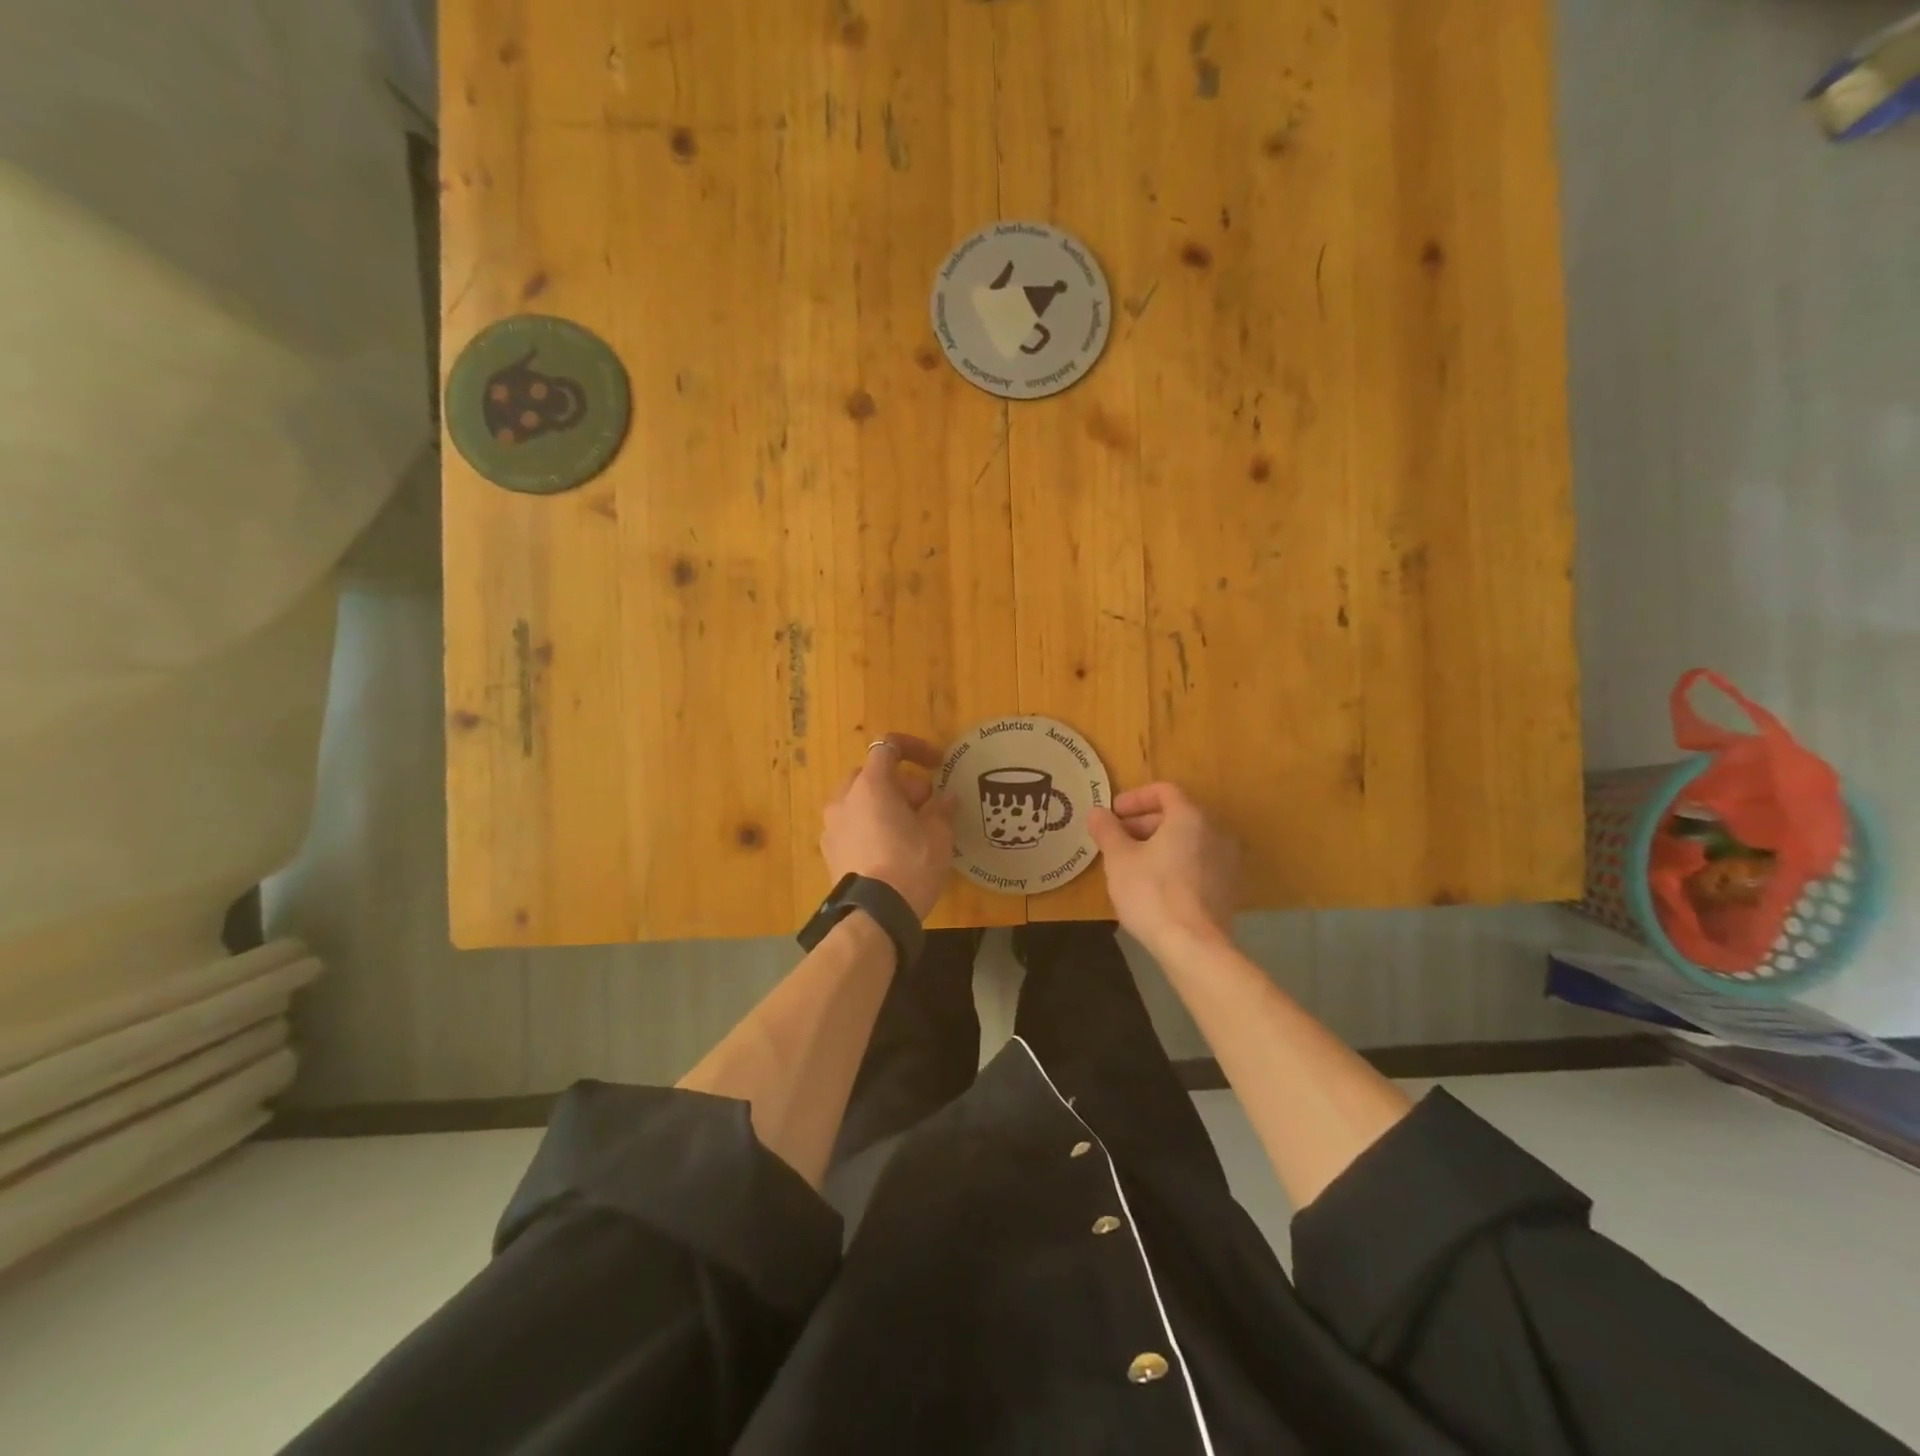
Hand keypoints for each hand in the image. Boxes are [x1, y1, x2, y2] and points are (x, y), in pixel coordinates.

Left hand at [821, 735, 958, 919]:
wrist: (874, 915)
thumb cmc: (910, 864)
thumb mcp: (938, 834)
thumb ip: (941, 808)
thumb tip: (945, 798)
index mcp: (870, 785)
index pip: (888, 747)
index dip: (915, 749)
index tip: (937, 765)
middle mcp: (844, 799)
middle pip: (873, 775)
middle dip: (901, 784)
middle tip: (926, 805)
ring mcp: (831, 826)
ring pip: (860, 801)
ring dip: (884, 806)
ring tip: (910, 830)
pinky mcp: (829, 852)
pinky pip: (852, 826)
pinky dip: (871, 827)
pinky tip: (890, 850)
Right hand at [1088, 782, 1239, 953]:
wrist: (1194, 946)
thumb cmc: (1152, 893)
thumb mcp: (1119, 859)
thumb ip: (1107, 830)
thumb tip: (1097, 813)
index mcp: (1190, 816)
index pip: (1164, 791)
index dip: (1134, 798)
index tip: (1113, 813)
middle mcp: (1216, 831)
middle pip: (1177, 814)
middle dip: (1144, 822)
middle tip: (1117, 839)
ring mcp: (1228, 860)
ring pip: (1189, 840)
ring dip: (1160, 843)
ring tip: (1132, 862)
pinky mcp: (1229, 887)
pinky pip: (1198, 862)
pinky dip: (1176, 862)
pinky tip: (1155, 883)